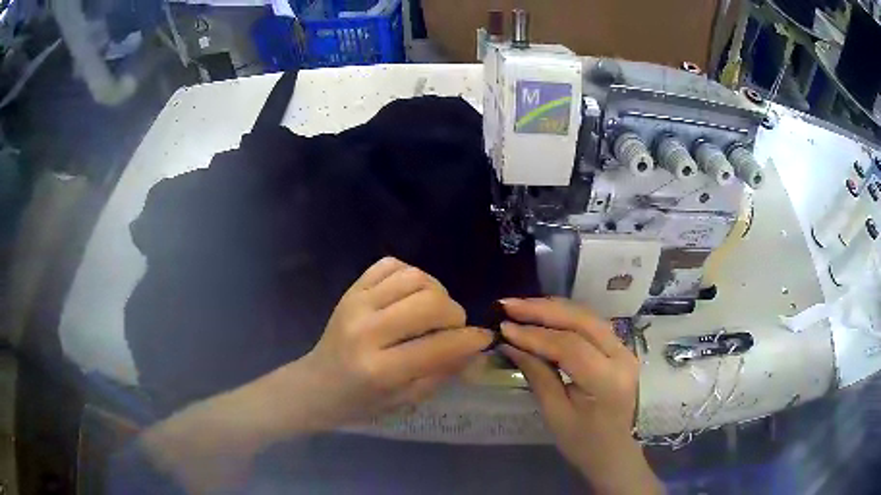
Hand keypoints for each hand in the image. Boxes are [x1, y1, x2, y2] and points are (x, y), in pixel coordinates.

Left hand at [294, 256, 492, 427]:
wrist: (318, 385)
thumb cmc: (363, 402)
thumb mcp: (407, 399)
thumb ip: (444, 372)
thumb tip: (477, 348)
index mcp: (380, 369)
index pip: (439, 346)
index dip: (470, 340)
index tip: (483, 338)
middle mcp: (367, 331)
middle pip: (429, 302)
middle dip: (454, 314)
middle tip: (453, 328)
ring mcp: (356, 304)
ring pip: (414, 277)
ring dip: (435, 291)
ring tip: (433, 311)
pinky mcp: (351, 289)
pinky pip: (390, 265)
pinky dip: (411, 275)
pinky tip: (411, 295)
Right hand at [499, 298, 662, 494]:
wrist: (613, 452)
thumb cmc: (583, 442)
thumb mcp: (555, 414)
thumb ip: (538, 375)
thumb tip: (510, 344)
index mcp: (608, 381)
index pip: (570, 347)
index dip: (535, 335)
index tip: (504, 328)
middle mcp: (622, 357)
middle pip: (582, 322)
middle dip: (543, 310)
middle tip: (509, 306)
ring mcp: (625, 350)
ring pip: (588, 317)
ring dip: (554, 309)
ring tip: (522, 306)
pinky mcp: (620, 348)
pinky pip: (592, 325)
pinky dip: (566, 316)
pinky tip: (545, 314)